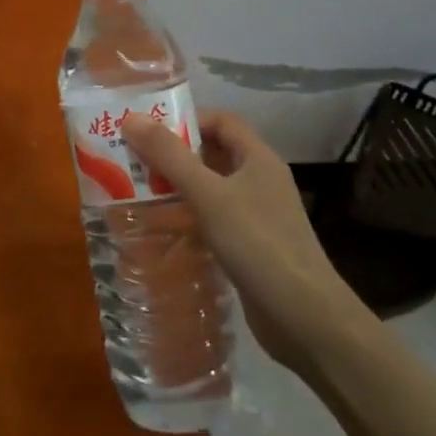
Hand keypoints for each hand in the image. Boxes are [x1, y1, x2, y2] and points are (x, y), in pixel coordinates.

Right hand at [121, 110, 368, 373]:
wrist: (304, 317)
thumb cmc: (258, 244)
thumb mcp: (209, 195)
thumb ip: (170, 157)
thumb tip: (131, 118)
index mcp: (258, 158)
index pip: (221, 121)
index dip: (186, 120)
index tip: (148, 131)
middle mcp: (260, 180)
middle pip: (213, 153)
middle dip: (175, 154)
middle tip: (133, 161)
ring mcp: (258, 215)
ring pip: (212, 188)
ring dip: (178, 187)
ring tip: (138, 191)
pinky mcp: (251, 246)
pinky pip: (214, 219)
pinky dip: (189, 217)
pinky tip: (163, 230)